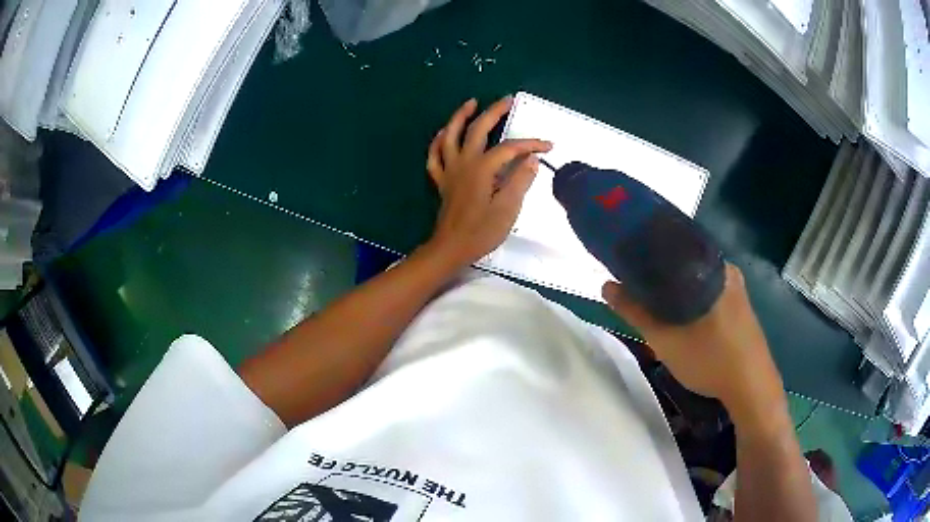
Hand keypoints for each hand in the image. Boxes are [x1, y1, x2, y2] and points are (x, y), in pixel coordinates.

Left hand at [425, 97, 552, 266]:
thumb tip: (531, 160)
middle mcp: (463, 163)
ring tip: (471, 103)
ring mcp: (449, 170)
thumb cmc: (481, 231)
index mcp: (482, 169)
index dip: (530, 145)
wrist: (450, 248)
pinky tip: (443, 133)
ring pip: (450, 135)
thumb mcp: (508, 209)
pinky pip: (435, 156)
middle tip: (507, 99)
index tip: (547, 147)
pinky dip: (438, 142)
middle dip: (494, 112)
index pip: (509, 149)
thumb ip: (520, 181)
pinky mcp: (441, 181)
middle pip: (477, 129)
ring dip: (460, 117)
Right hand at [602, 264, 785, 422]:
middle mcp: (727, 271)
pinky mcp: (741, 307)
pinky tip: (683, 321)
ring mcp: (737, 289)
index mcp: (712, 268)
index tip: (627, 267)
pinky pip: (709, 294)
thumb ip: (635, 312)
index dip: (646, 256)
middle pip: (683, 265)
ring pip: (696, 282)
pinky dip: (692, 301)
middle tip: (639, 294)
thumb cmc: (710, 360)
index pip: (671, 248)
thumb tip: (607, 285)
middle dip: (660, 279)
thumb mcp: (666, 340)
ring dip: (676, 293)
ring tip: (656, 308)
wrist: (752, 388)